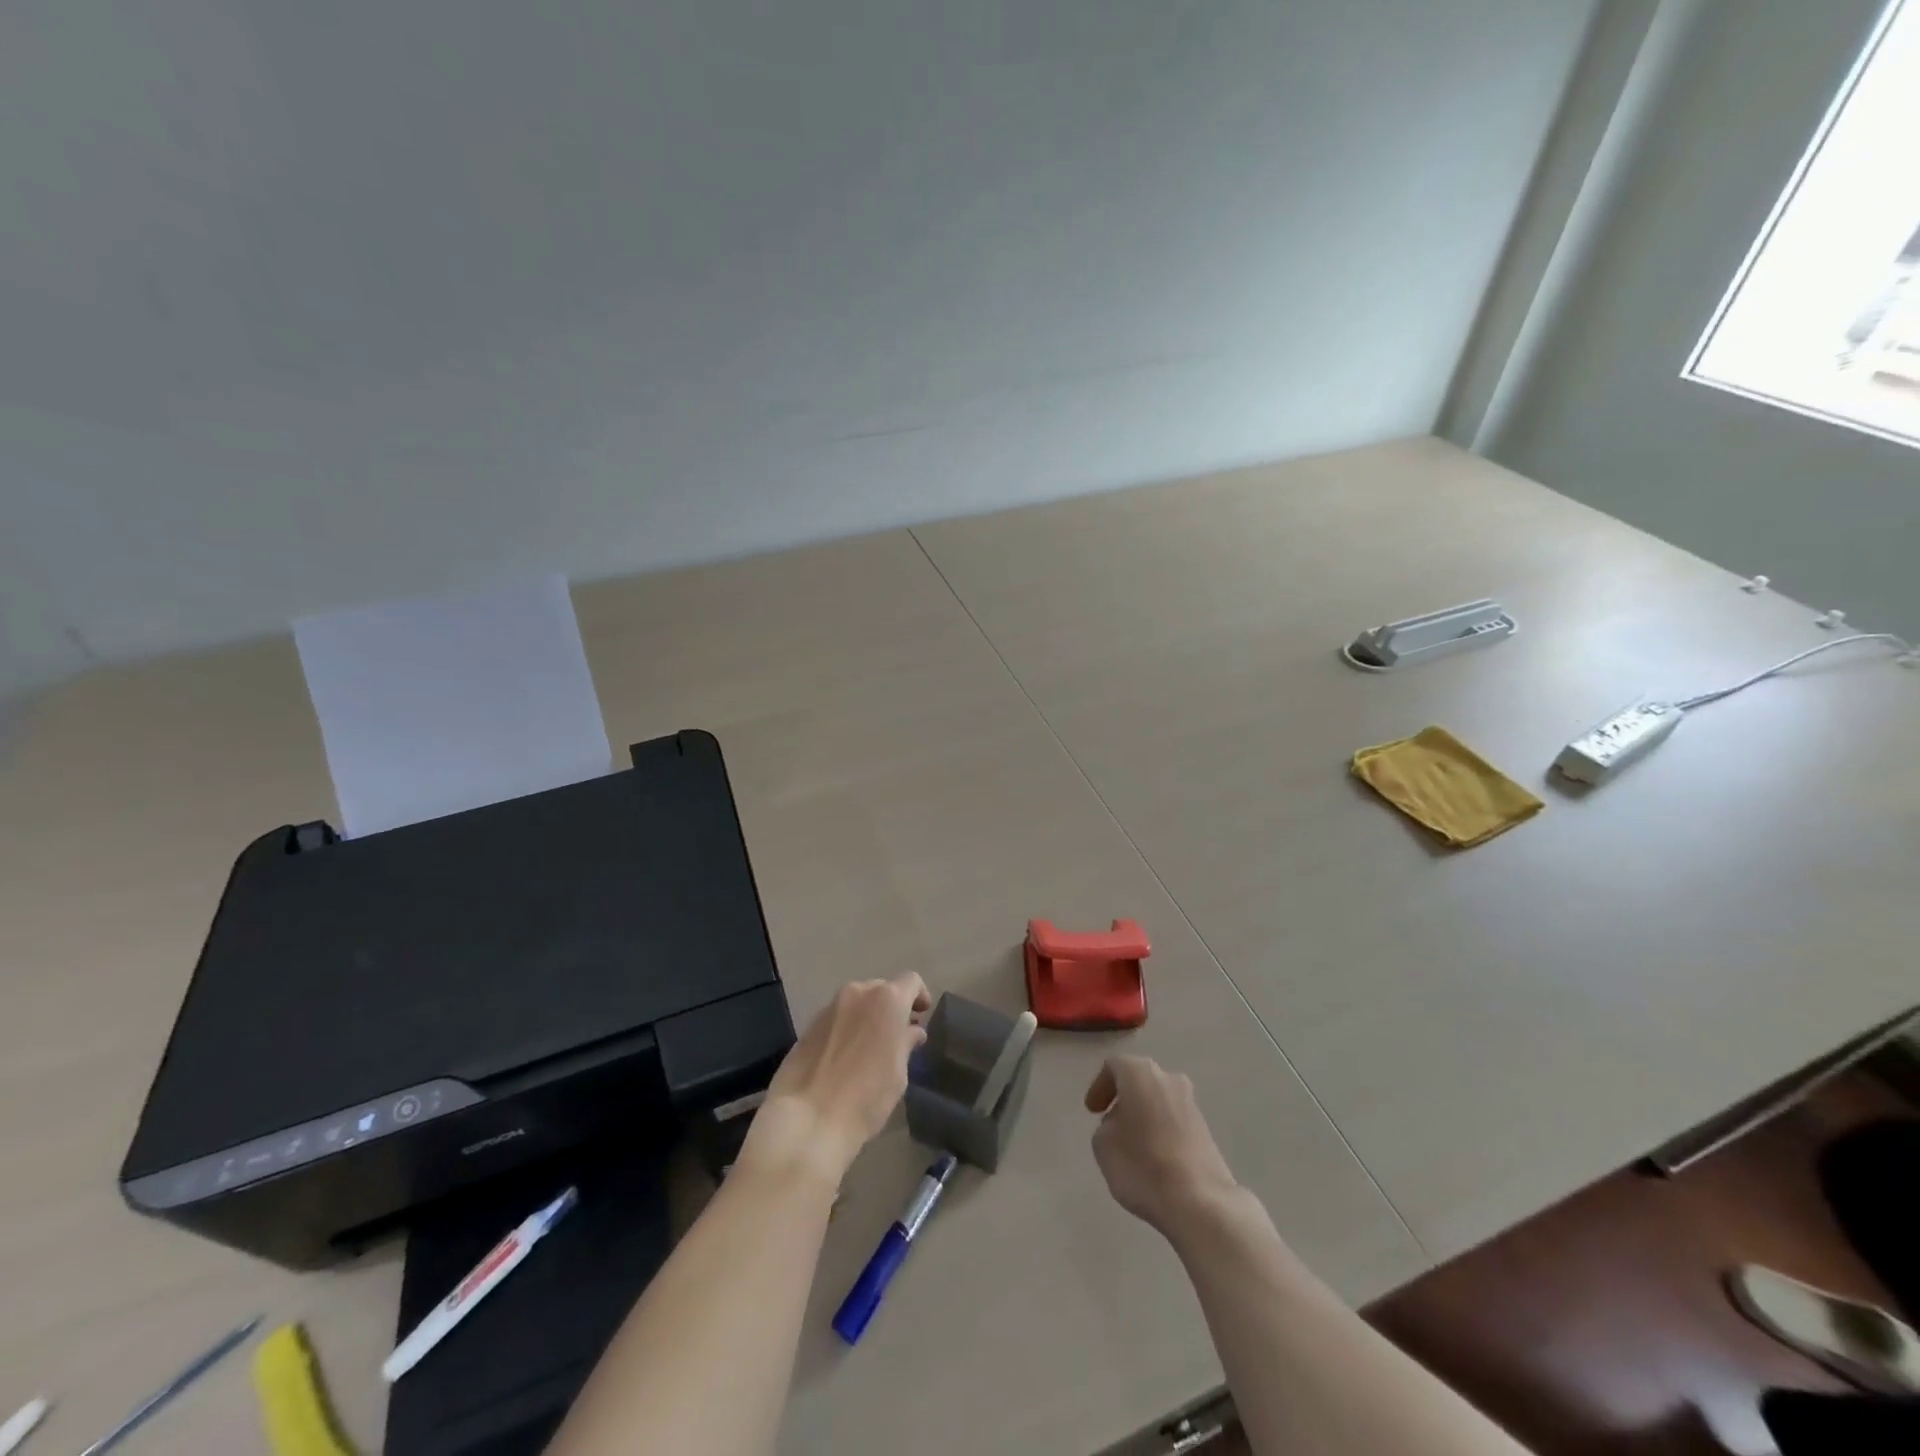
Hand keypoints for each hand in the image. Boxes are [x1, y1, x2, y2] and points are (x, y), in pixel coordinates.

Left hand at [743, 974, 930, 1184]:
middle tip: (897, 1035)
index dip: (919, 996)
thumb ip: (906, 1044)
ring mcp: (830, 1007)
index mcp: (887, 1000)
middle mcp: (858, 993)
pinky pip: (837, 1017)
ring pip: (857, 1002)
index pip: (911, 981)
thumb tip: (911, 1031)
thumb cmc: (865, 1097)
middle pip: (882, 989)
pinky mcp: (809, 1024)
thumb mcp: (898, 1074)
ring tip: (870, 1047)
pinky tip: (845, 1056)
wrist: (807, 1119)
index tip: (921, 1016)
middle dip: (892, 1007)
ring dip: (868, 1016)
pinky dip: (847, 1027)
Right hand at [1086, 1055, 1240, 1236]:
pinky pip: (1175, 1122)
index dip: (1099, 1087)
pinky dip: (1161, 1132)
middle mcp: (1169, 1079)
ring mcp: (1191, 1104)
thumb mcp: (1103, 1145)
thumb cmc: (1142, 1164)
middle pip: (1140, 1080)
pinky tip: (1153, 1158)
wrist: (1199, 1202)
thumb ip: (1106, 1125)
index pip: (1114, 1066)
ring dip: (1144, 1116)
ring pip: (1159, 1101)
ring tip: (1132, 1144)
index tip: (1092, 1112)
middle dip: (1124, 1099)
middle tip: (1110, 1122)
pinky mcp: (1206, 1131)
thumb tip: (1121, 1124)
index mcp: (1140, 1073)